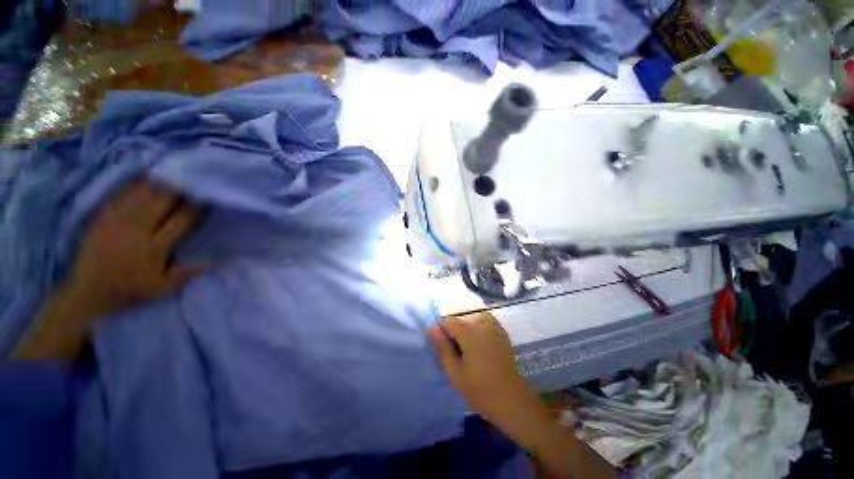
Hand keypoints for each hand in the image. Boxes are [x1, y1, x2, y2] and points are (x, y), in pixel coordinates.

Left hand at [13, 180, 204, 360]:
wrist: (86, 292)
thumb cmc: (128, 290)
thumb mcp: (160, 289)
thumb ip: (185, 275)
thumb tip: (211, 262)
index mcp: (155, 248)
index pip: (180, 222)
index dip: (194, 209)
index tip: (204, 199)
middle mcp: (138, 231)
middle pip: (161, 205)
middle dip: (177, 191)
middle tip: (190, 179)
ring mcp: (117, 223)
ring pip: (141, 197)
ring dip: (157, 185)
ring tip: (170, 173)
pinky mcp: (102, 220)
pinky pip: (119, 199)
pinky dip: (133, 187)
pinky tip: (142, 179)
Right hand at [426, 313, 535, 428]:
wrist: (512, 400)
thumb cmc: (480, 390)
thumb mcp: (455, 373)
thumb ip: (442, 348)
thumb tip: (430, 329)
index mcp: (469, 333)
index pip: (448, 320)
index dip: (442, 332)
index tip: (444, 347)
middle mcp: (482, 324)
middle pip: (461, 319)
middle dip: (455, 331)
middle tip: (457, 353)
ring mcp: (494, 327)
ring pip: (473, 318)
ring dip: (467, 328)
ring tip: (468, 348)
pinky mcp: (502, 332)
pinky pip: (485, 321)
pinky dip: (479, 327)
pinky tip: (480, 344)